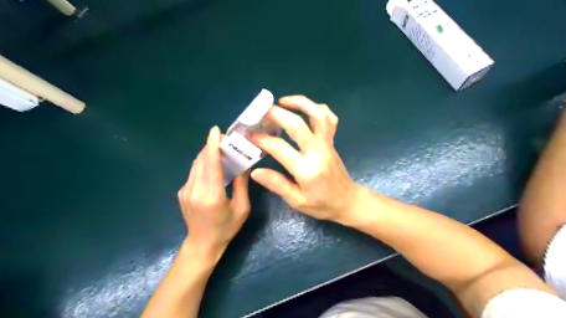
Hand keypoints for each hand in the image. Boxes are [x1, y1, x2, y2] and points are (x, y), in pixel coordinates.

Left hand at [176, 125, 248, 257]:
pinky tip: (213, 167)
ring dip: (207, 154)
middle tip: (226, 140)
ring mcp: (185, 191)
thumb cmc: (226, 228)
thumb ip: (242, 184)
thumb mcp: (242, 208)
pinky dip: (203, 164)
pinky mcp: (182, 192)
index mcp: (211, 195)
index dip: (212, 145)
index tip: (215, 130)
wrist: (202, 244)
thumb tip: (245, 164)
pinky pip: (193, 172)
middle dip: (212, 146)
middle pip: (201, 160)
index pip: (210, 164)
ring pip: (196, 164)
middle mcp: (195, 190)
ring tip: (220, 150)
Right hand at [250, 96, 364, 221]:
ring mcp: (327, 144)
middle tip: (261, 112)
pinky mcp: (332, 141)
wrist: (347, 201)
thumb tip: (255, 171)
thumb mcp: (297, 201)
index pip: (280, 148)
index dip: (262, 139)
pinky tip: (303, 108)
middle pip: (298, 125)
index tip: (250, 135)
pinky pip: (329, 118)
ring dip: (300, 103)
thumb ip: (277, 184)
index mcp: (307, 170)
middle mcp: (318, 152)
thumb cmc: (322, 204)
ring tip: (282, 101)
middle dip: (277, 114)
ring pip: (318, 115)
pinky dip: (317, 108)